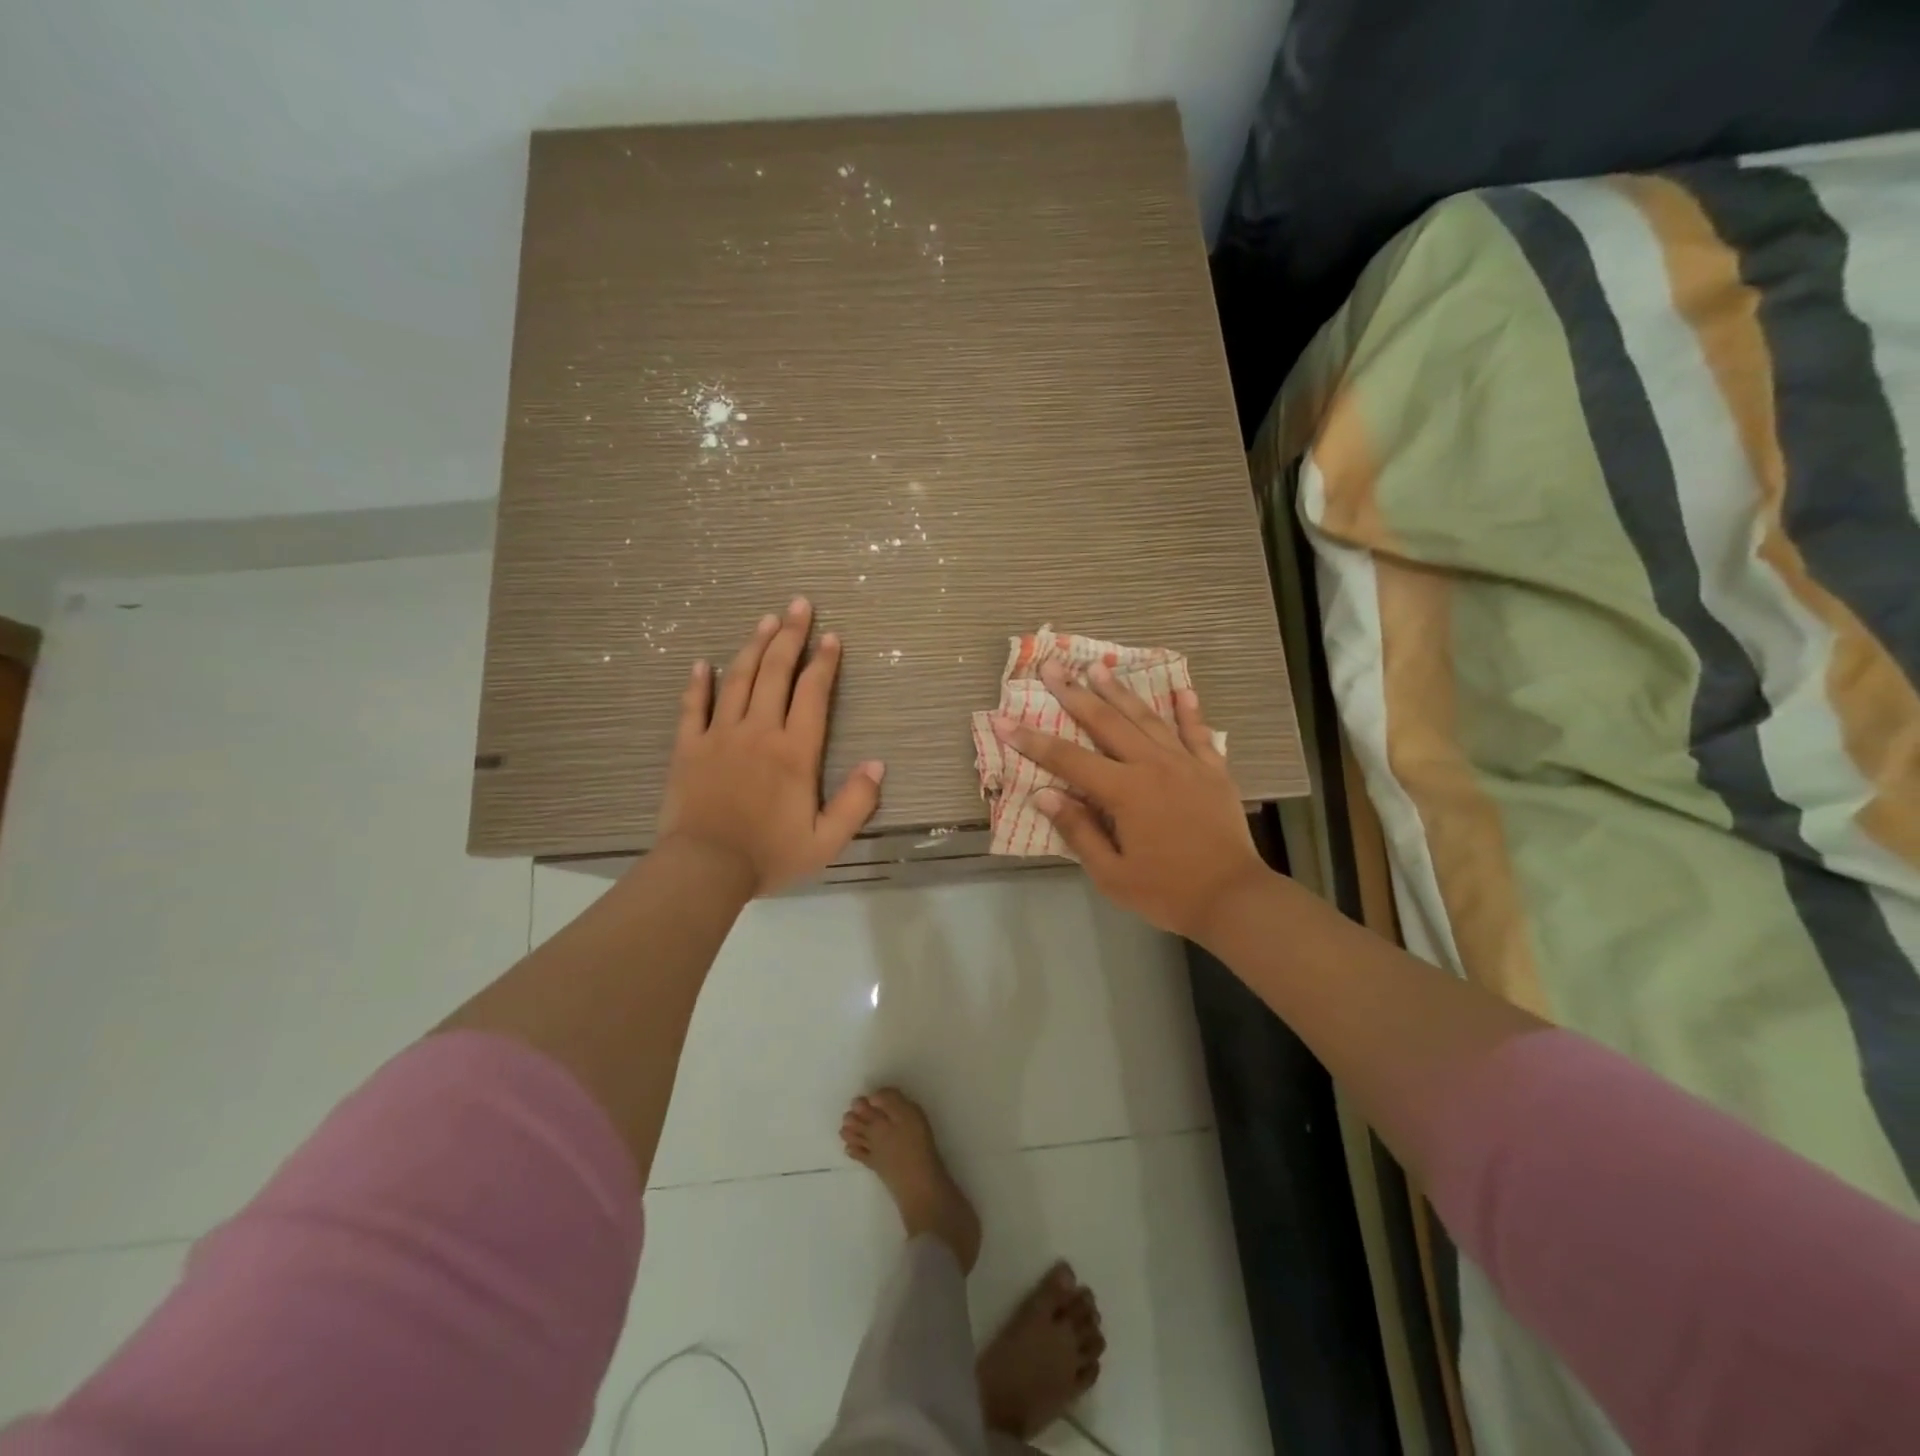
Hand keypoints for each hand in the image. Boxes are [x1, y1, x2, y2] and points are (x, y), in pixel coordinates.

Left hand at [657, 598, 883, 895]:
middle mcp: (759, 731)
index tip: (832, 636)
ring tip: (766, 619)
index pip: (813, 693)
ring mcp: (720, 735)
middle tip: (799, 605)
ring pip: (738, 679)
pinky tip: (704, 663)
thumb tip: (877, 764)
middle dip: (790, 636)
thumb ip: (857, 801)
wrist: (705, 869)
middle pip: (776, 672)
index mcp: (795, 751)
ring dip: (754, 646)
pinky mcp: (688, 747)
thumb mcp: (827, 840)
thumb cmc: (769, 855)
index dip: (824, 662)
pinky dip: (699, 682)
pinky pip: (693, 706)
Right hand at [991, 662, 1268, 939]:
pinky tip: (1182, 690)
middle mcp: (1152, 766)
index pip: (1068, 759)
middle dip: (1075, 693)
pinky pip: (1198, 733)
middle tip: (1052, 667)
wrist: (1233, 898)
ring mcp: (1186, 764)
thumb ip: (1078, 830)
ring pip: (1147, 718)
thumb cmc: (1166, 892)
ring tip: (1098, 667)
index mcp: (1124, 792)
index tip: (1004, 720)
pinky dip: (1188, 710)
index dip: (1032, 741)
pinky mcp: (1213, 770)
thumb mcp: (1111, 874)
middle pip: (1106, 722)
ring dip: (1120, 691)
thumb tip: (1044, 795)